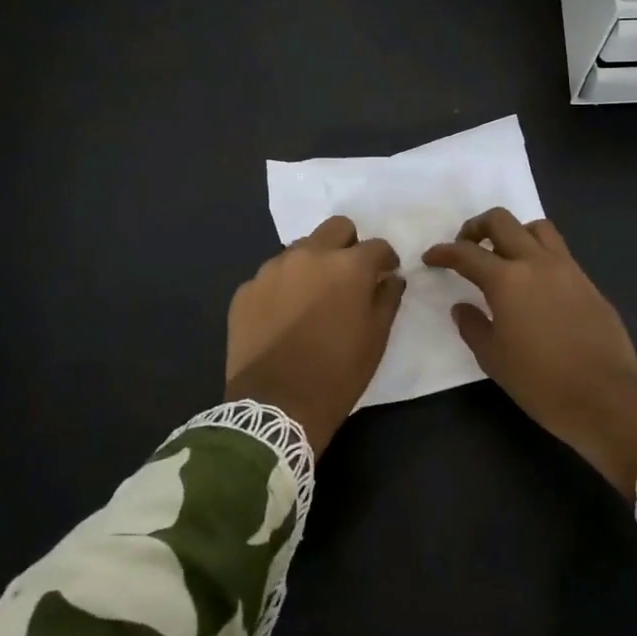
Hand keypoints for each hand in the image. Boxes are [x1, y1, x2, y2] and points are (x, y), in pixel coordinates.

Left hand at [226, 216, 406, 454]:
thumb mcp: (376, 339)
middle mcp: (309, 255)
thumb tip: (390, 278)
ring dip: (313, 264)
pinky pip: (272, 276)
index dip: (385, 259)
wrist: (275, 406)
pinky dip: (283, 287)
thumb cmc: (337, 373)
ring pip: (300, 249)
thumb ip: (387, 299)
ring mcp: (272, 270)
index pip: (376, 245)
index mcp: (347, 266)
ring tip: (312, 297)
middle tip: (349, 275)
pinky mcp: (246, 289)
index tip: (385, 274)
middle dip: (348, 245)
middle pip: (336, 228)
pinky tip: (284, 316)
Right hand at [424, 209, 636, 494]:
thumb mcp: (494, 359)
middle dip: (476, 227)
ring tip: (504, 256)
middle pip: (502, 221)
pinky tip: (535, 283)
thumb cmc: (540, 382)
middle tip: (466, 247)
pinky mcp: (588, 282)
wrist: (605, 397)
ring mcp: (567, 269)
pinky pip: (559, 252)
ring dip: (514, 233)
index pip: (466, 254)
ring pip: (536, 228)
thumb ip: (473, 326)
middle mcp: (536, 262)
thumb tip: (462, 307)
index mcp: (507, 280)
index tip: (431, 257)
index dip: (444, 252)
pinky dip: (539, 254)